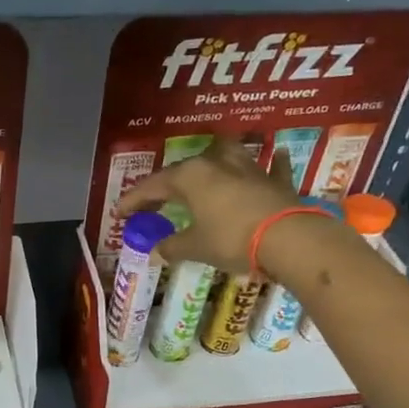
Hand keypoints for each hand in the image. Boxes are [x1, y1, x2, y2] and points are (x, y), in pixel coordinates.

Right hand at [116, 138, 300, 277]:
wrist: (289, 239)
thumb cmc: (231, 239)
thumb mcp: (195, 247)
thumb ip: (172, 247)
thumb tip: (155, 252)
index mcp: (191, 176)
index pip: (153, 185)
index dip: (134, 200)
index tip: (119, 213)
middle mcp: (217, 164)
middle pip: (185, 169)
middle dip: (167, 185)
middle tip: (155, 201)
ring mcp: (250, 168)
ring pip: (227, 154)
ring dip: (215, 160)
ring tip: (207, 169)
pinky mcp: (276, 180)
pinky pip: (271, 167)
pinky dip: (269, 164)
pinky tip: (273, 157)